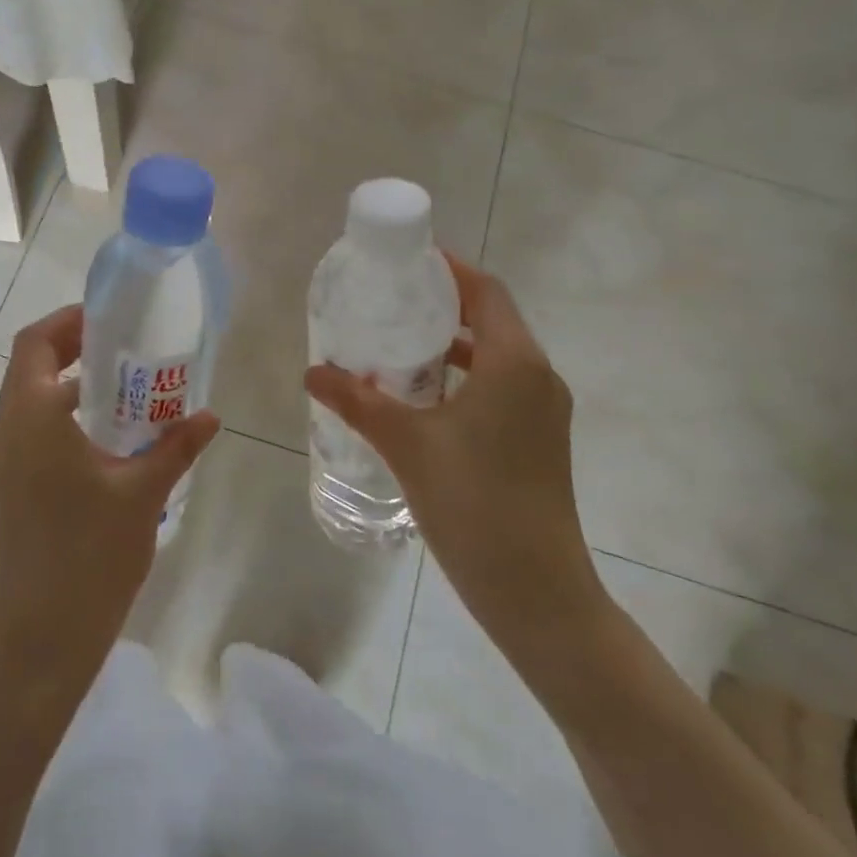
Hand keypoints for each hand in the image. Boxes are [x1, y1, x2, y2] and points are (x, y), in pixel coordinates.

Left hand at [0, 305, 219, 689]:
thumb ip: (176, 446)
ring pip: (29, 401)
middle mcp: (6, 433)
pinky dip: (64, 417)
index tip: (111, 318)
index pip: (35, 343)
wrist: (39, 641)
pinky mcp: (9, 490)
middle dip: (73, 348)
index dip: (69, 321)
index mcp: (30, 419)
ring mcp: (3, 465)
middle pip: (29, 366)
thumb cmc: (89, 556)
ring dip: (69, 384)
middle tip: (124, 347)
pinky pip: (33, 432)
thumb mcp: (142, 493)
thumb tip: (210, 416)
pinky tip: (110, 439)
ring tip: (125, 388)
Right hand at [304, 255, 603, 638]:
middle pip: (492, 320)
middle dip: (444, 307)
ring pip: (497, 358)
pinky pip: (502, 389)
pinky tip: (423, 402)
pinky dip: (465, 380)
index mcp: (515, 363)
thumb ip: (358, 401)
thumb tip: (312, 373)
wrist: (538, 593)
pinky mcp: (540, 442)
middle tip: (392, 304)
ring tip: (399, 349)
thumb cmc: (474, 504)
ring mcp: (544, 413)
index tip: (407, 263)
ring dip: (453, 347)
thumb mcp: (407, 445)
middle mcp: (538, 377)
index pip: (486, 291)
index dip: (450, 270)